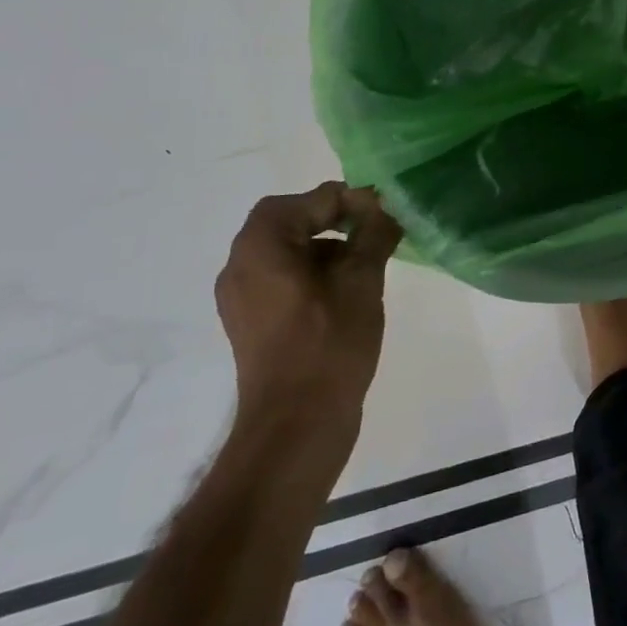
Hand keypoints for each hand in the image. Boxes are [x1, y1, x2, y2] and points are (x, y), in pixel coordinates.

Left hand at [215, 183, 401, 460]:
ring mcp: (242, 297)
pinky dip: (314, 273)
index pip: (310, 200)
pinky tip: (347, 292)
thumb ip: (373, 234)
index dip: (352, 201)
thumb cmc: (329, 343)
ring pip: (288, 250)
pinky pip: (283, 278)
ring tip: (367, 264)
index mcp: (261, 246)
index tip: (386, 217)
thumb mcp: (362, 279)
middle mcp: (240, 265)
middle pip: (292, 220)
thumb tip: (384, 208)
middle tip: (377, 234)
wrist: (296, 426)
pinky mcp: (252, 322)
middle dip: (337, 221)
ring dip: (328, 247)